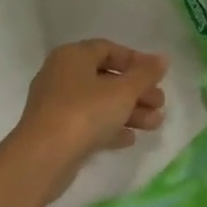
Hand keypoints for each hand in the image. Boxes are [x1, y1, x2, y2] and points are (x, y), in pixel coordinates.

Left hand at [12, 39, 167, 183]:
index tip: (158, 76)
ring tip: (154, 125)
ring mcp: (56, 105)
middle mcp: (61, 75)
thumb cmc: (85, 112)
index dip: (136, 61)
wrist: (43, 157)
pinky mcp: (56, 131)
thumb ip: (145, 74)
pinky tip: (130, 139)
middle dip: (137, 92)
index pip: (108, 49)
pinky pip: (88, 123)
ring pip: (99, 103)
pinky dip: (110, 128)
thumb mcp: (123, 91)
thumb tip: (162, 59)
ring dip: (129, 112)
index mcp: (73, 56)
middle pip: (106, 78)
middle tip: (160, 104)